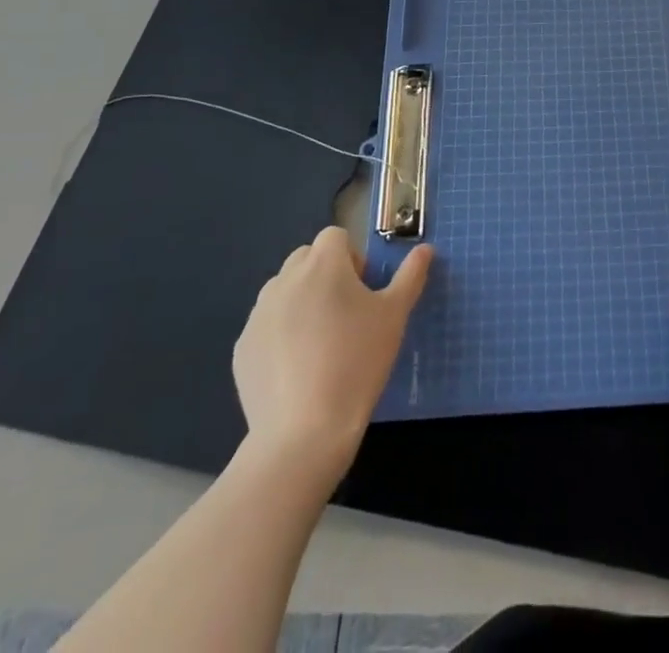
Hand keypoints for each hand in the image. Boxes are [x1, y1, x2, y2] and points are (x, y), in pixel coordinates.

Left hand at [233, 227, 431, 464]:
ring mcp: (258, 314)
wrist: (304, 432)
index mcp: (323, 265)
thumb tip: (425, 249)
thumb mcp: (395, 316)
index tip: (363, 291)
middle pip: (306, 259)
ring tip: (320, 344)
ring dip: (301, 302)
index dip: (352, 257)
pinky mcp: (243, 348)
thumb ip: (410, 275)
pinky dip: (281, 335)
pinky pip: (266, 326)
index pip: (335, 236)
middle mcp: (285, 280)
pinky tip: (297, 369)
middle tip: (345, 315)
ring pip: (284, 291)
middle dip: (325, 275)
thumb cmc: (357, 362)